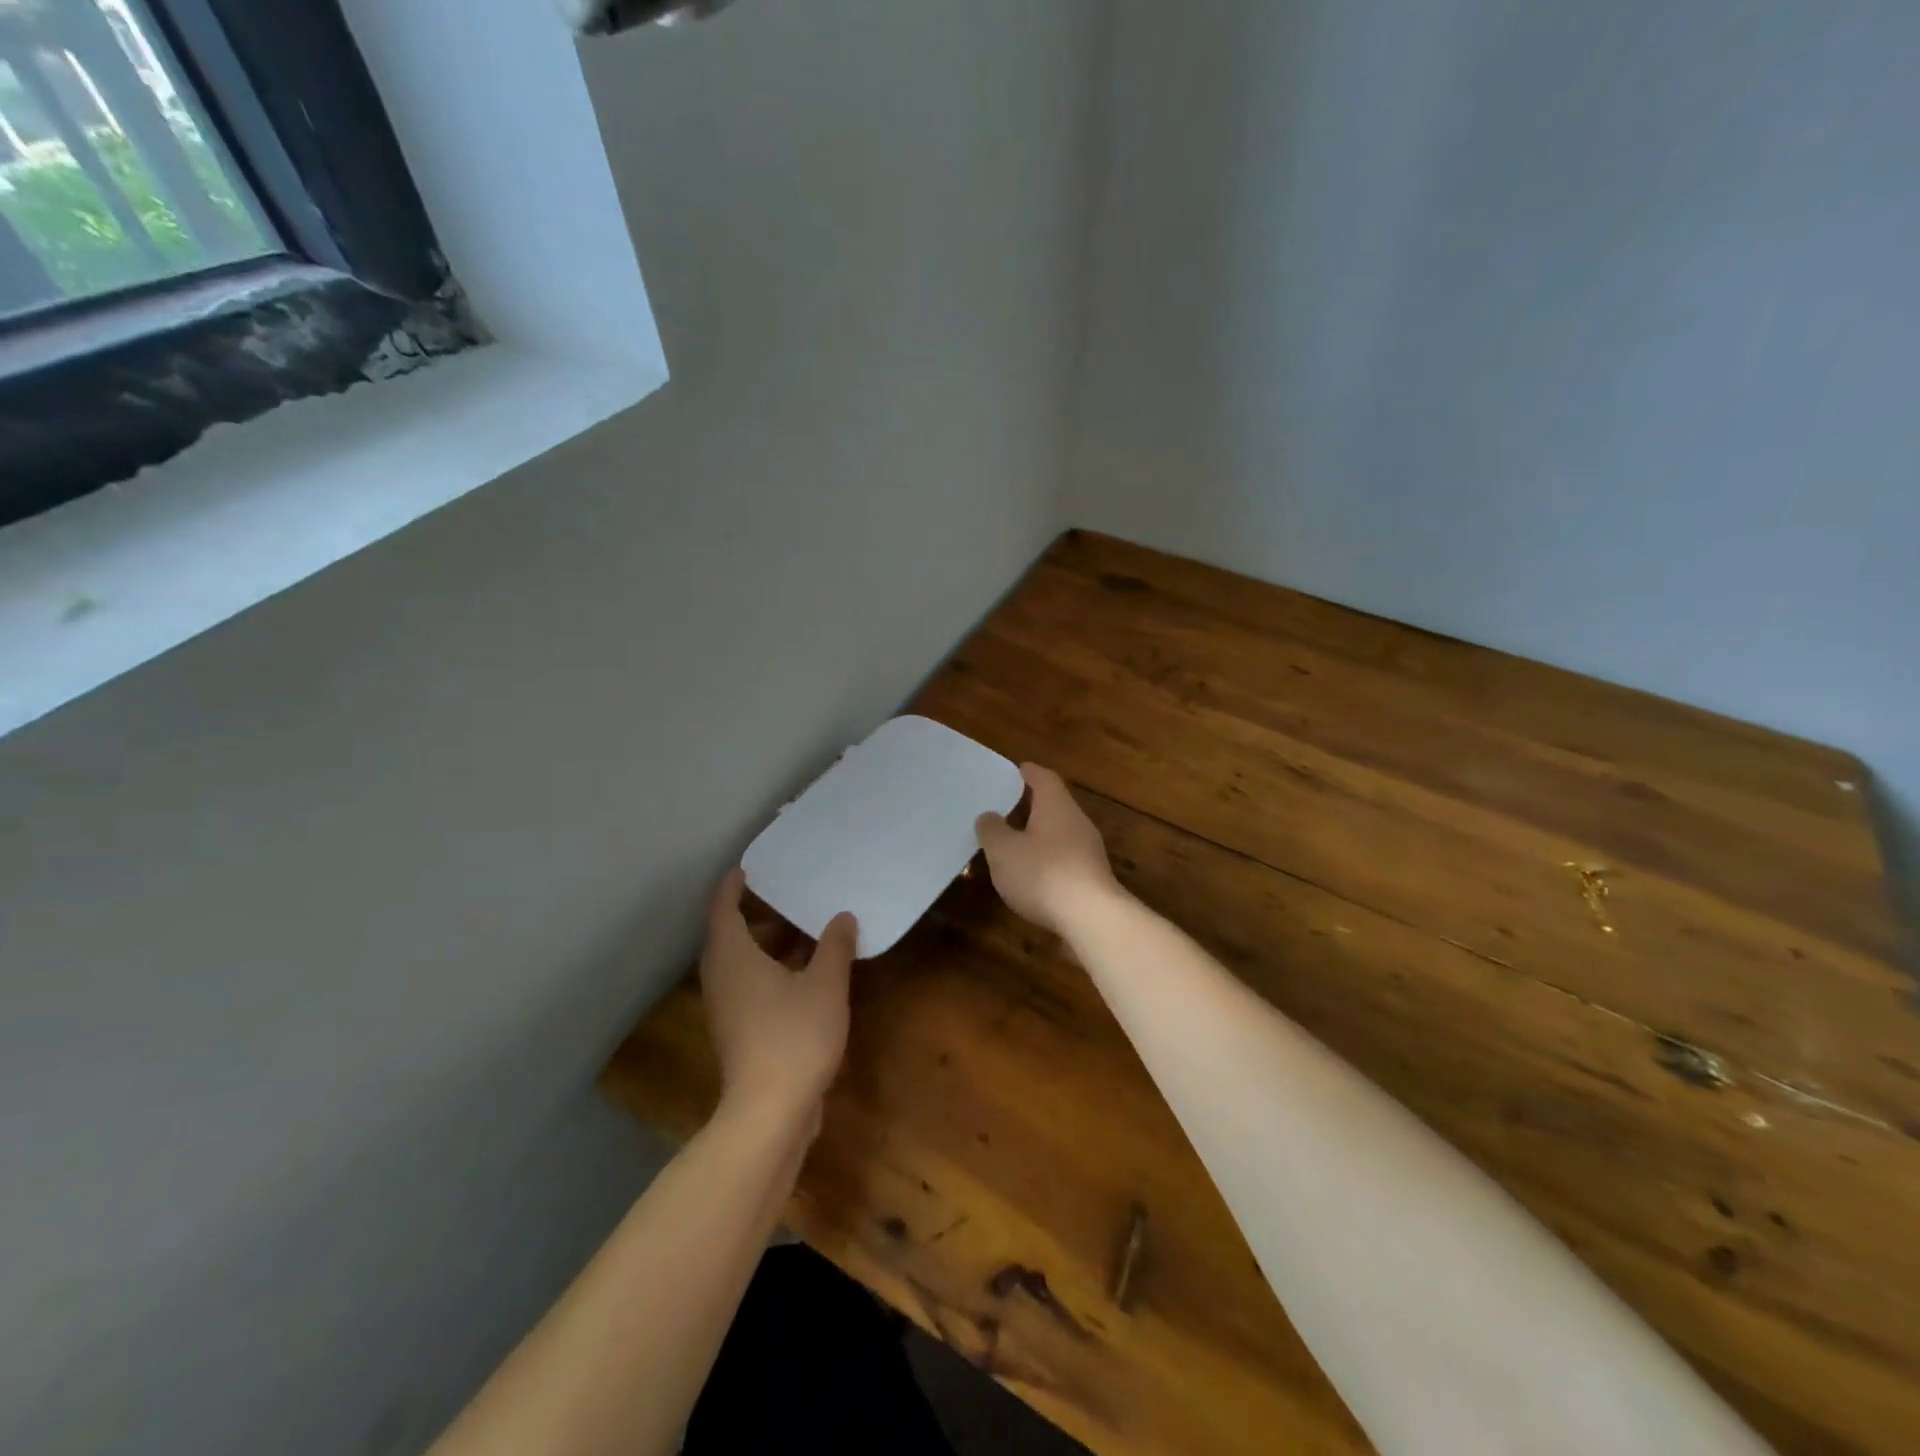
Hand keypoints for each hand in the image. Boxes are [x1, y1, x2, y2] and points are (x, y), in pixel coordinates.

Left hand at [699, 869, 856, 1127]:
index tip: (746, 869)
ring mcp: (726, 1010)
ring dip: (764, 946)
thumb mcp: (825, 985)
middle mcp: (721, 979)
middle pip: (728, 937)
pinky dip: (768, 971)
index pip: (723, 910)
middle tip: (782, 896)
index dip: (732, 887)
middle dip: (753, 916)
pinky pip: (748, 987)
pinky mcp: (737, 1034)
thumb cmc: (794, 1036)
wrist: (769, 1113)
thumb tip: (842, 917)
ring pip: (739, 965)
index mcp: (733, 958)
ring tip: (799, 932)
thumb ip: (834, 947)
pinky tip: (801, 976)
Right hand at [975, 763, 1121, 935]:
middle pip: (1053, 803)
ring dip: (1037, 833)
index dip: (1026, 773)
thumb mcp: (1003, 851)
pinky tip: (1031, 874)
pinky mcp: (1092, 875)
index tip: (1010, 772)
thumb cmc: (1043, 874)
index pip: (1042, 777)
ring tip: (1011, 843)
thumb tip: (989, 816)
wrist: (1092, 917)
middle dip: (1029, 805)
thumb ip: (991, 829)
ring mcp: (1089, 849)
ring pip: (1059, 831)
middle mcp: (1076, 820)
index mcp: (1056, 804)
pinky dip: (1047, 857)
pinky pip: (1065, 856)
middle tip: (1003, 809)